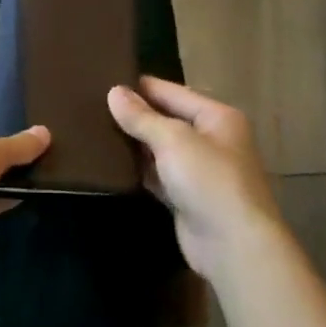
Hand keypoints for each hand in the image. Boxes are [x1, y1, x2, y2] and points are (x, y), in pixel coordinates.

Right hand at [108, 77, 283, 283]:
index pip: (172, 92)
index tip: (104, 80)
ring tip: (95, 130)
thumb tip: (114, 91)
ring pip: (161, 149)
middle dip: (136, 115)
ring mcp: (200, 170)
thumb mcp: (173, 140)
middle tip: (92, 107)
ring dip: (135, 144)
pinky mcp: (187, 198)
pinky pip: (159, 175)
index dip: (140, 87)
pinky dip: (140, 171)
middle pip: (167, 119)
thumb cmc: (208, 180)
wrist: (233, 246)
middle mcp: (211, 139)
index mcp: (217, 116)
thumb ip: (142, 117)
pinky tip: (112, 165)